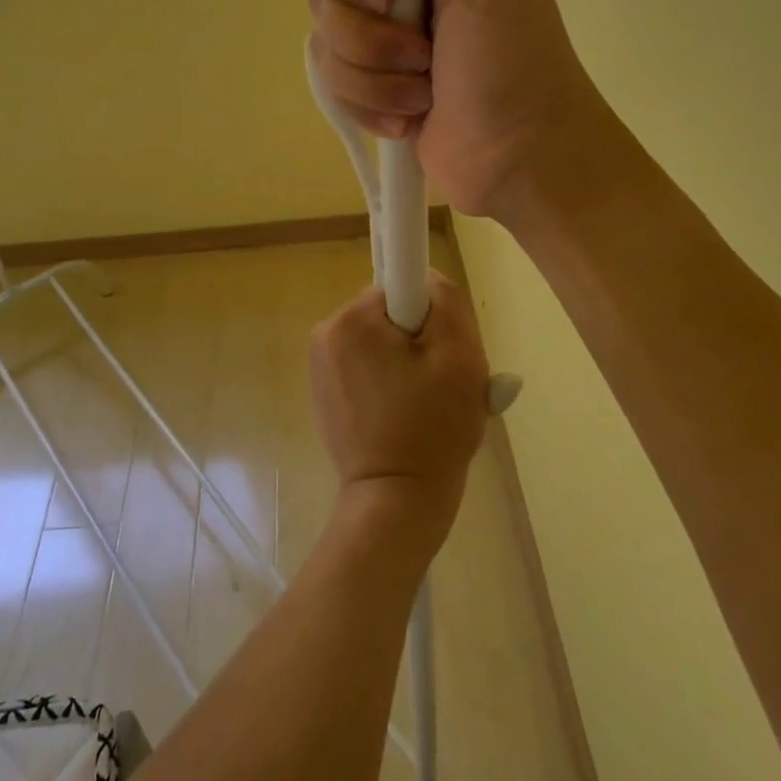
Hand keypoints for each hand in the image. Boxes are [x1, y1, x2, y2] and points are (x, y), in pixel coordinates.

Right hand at [306, 0, 614, 223]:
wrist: (525, 164)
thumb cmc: (520, 67)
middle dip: (369, 34)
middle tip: (422, 53)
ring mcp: (381, 45)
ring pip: (326, 46)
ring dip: (378, 80)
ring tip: (426, 95)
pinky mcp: (372, 92)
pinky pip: (334, 89)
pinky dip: (373, 110)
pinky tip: (411, 121)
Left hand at [309, 274, 488, 548]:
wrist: (397, 501)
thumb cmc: (433, 426)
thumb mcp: (460, 355)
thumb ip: (446, 300)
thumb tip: (426, 279)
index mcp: (351, 319)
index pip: (403, 287)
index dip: (431, 315)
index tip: (441, 353)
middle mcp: (326, 334)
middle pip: (391, 316)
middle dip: (421, 342)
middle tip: (442, 384)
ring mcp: (320, 366)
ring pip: (382, 343)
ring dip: (408, 364)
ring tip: (426, 406)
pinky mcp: (324, 393)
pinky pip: (367, 369)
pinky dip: (389, 384)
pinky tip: (405, 418)